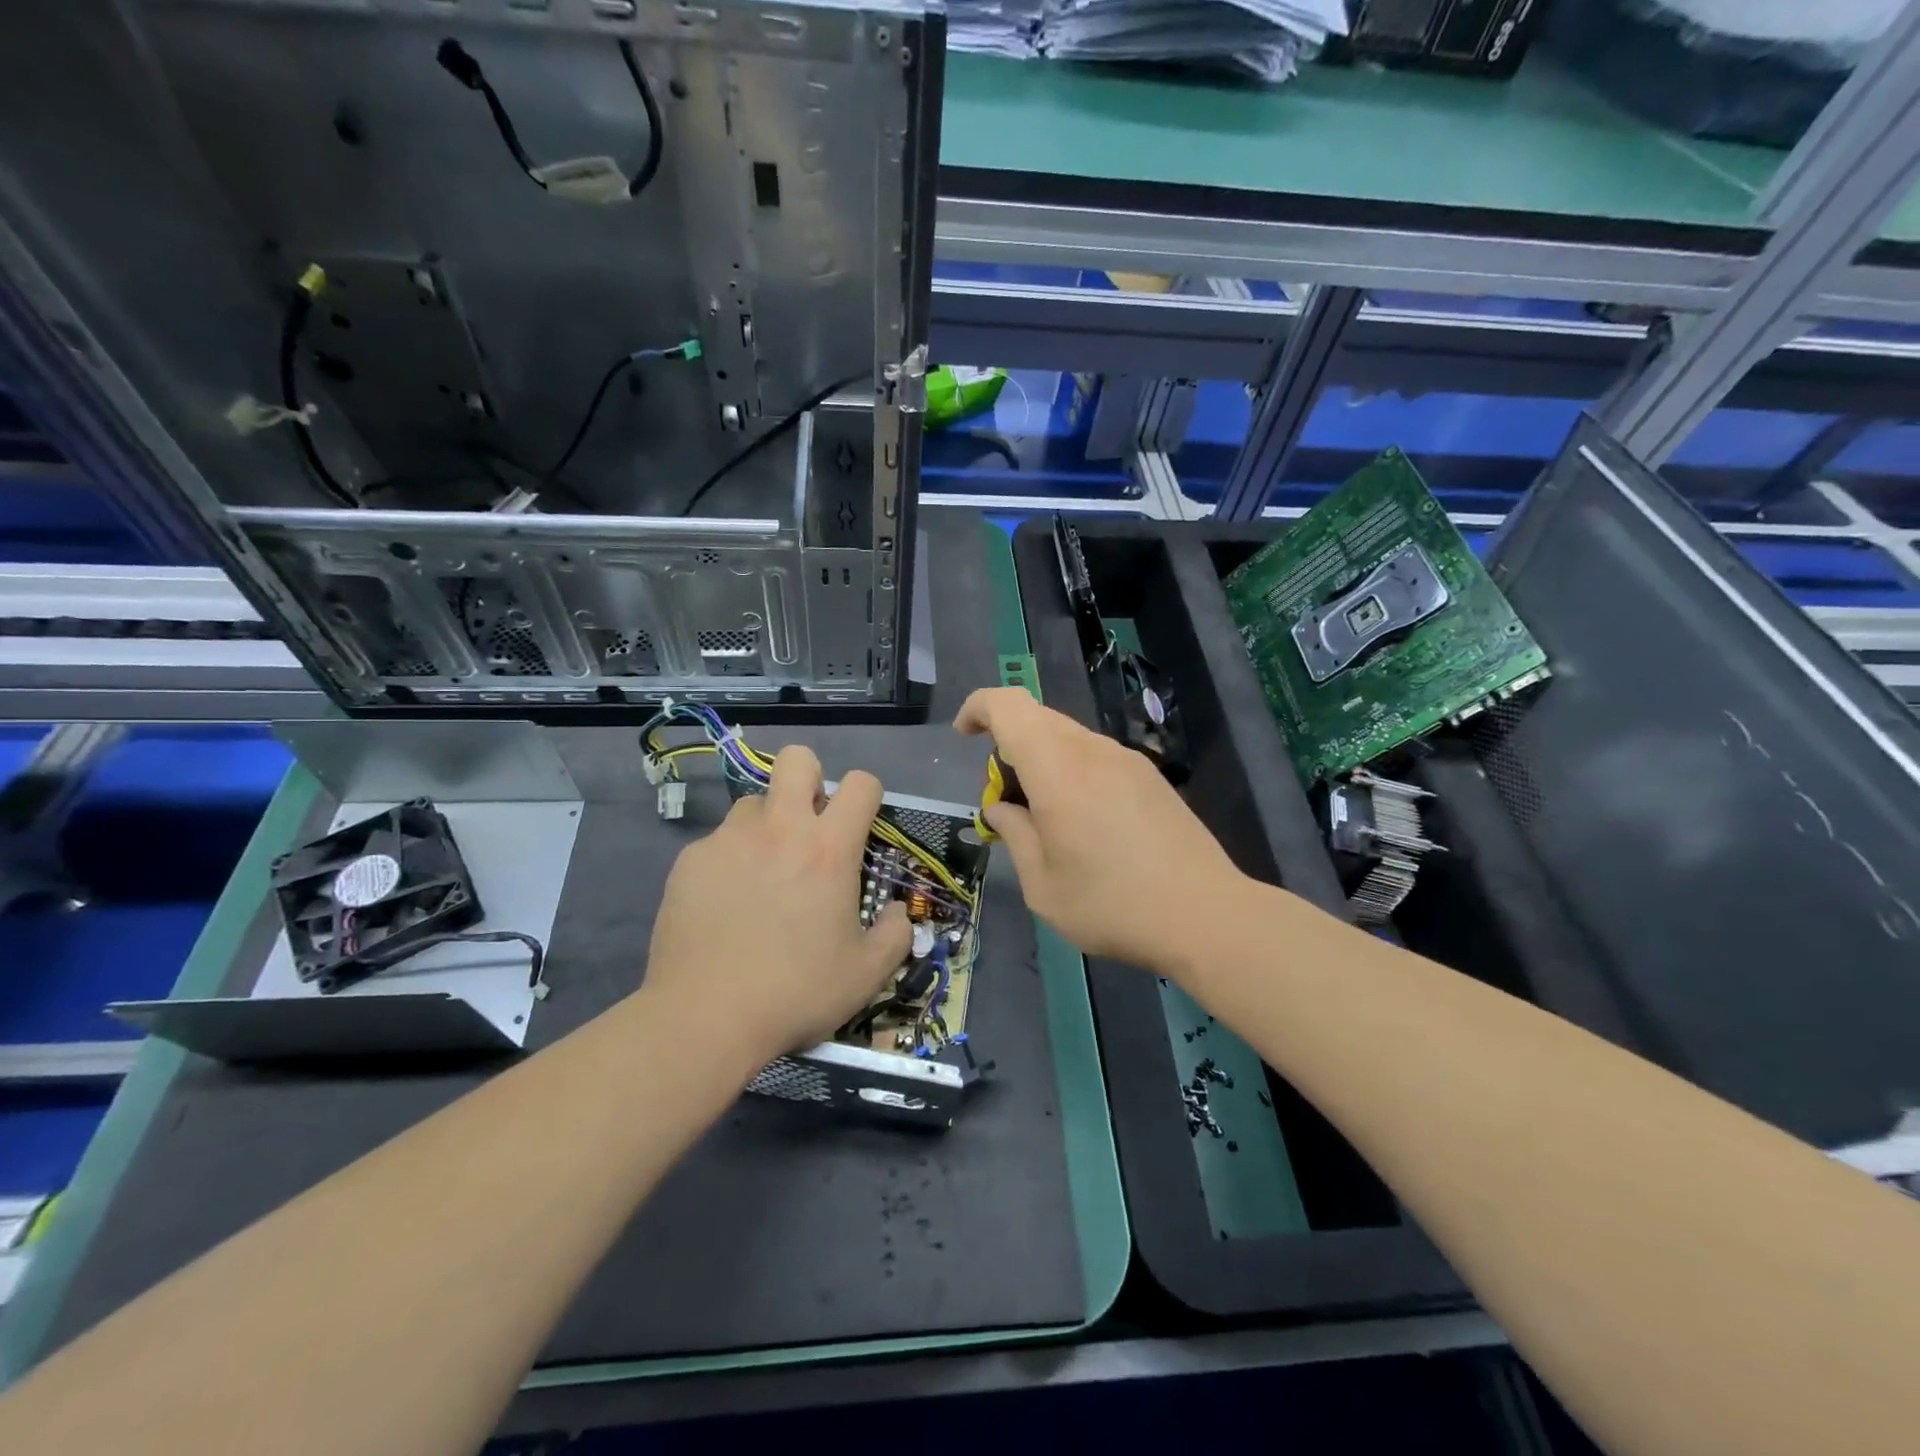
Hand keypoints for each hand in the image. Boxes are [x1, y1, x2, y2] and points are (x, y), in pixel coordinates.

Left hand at [642, 745, 911, 1070]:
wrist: (706, 1017)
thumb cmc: (796, 991)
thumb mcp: (866, 973)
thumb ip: (895, 934)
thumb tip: (898, 912)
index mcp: (829, 847)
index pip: (860, 783)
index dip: (867, 795)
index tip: (861, 825)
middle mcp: (779, 828)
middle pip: (797, 759)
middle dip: (810, 779)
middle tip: (810, 827)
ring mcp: (728, 840)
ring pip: (753, 803)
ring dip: (767, 824)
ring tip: (763, 873)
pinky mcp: (690, 860)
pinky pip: (718, 842)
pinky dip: (729, 860)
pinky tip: (725, 905)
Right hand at [956, 687, 1246, 973]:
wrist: (1206, 915)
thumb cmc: (1112, 905)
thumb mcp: (1043, 886)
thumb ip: (1015, 835)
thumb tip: (1001, 808)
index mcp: (1057, 769)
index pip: (1008, 705)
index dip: (978, 708)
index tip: (964, 737)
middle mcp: (1092, 750)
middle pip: (1037, 717)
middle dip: (1007, 742)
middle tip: (1005, 797)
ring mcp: (1127, 760)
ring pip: (1068, 736)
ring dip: (1042, 759)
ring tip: (1045, 817)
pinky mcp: (1150, 777)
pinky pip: (1096, 755)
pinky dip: (1072, 770)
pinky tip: (1085, 821)